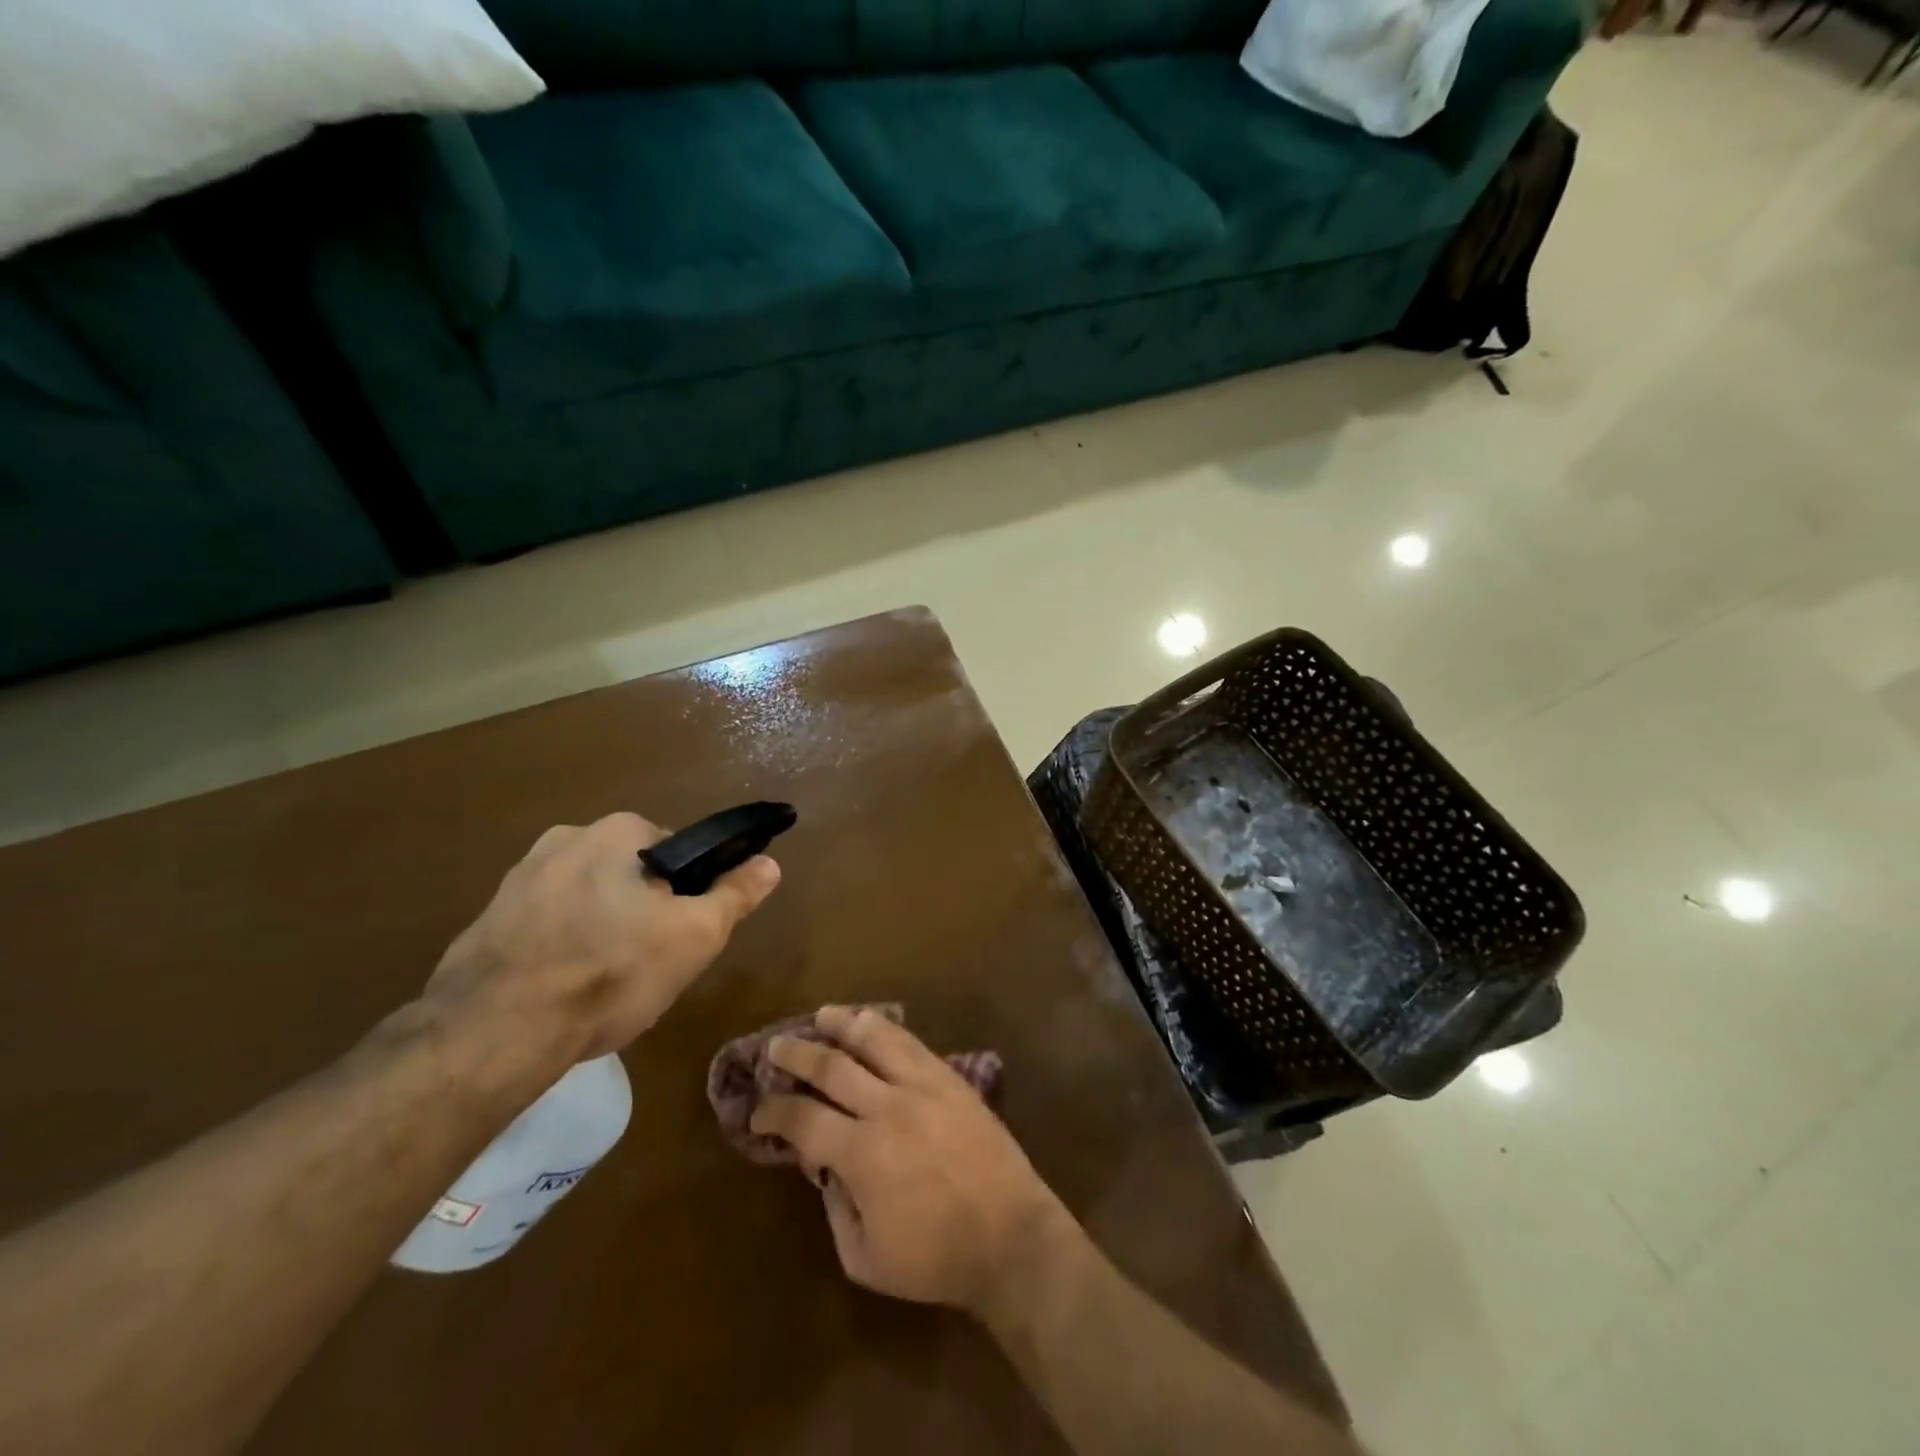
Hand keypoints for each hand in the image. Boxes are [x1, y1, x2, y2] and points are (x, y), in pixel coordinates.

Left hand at [422, 812, 780, 1060]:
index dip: (687, 896)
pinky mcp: (486, 918)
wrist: (493, 1033)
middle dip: (641, 912)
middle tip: (646, 964)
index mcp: (618, 831)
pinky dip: (559, 948)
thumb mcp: (695, 936)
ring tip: (601, 984)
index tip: (681, 935)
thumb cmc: (610, 972)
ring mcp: (518, 878)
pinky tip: (560, 990)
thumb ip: (735, 895)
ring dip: (600, 929)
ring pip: (587, 900)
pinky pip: (545, 926)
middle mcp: (565, 837)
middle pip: (630, 876)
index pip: (677, 854)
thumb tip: (770, 862)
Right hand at [750, 1006, 1075, 1316]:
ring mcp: (923, 1085)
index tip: (757, 1111)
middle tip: (775, 1046)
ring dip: (843, 1023)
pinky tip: (873, 1023)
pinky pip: (912, 1043)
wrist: (1010, 1235)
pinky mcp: (950, 1078)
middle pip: (832, 1066)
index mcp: (861, 1154)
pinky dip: (886, 1029)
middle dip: (797, 1054)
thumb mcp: (865, 1259)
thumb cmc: (935, 1258)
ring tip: (822, 1014)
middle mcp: (887, 1107)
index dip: (773, 1112)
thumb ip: (836, 1210)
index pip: (803, 1119)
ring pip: (875, 1040)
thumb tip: (825, 1169)